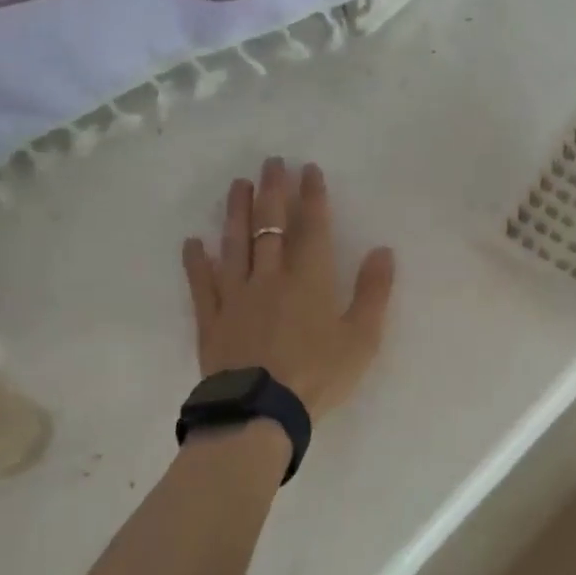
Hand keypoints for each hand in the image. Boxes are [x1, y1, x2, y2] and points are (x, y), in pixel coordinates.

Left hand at [182, 159, 395, 423]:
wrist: (261, 412)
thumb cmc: (317, 375)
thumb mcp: (361, 339)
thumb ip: (373, 292)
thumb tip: (383, 250)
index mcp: (309, 279)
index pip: (312, 226)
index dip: (312, 196)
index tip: (308, 169)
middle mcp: (270, 276)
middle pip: (270, 224)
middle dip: (273, 190)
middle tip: (271, 162)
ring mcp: (236, 295)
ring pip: (235, 243)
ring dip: (236, 212)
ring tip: (238, 184)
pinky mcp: (211, 319)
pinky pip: (201, 284)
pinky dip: (196, 262)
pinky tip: (192, 242)